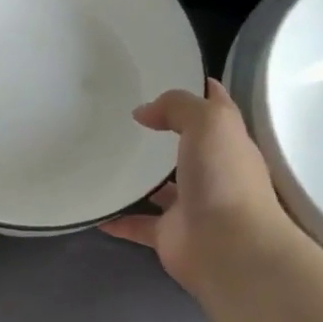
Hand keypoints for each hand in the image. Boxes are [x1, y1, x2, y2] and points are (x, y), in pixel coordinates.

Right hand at [102, 80, 301, 295]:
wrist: (229, 248)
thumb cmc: (224, 177)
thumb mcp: (209, 122)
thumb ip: (178, 106)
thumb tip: (145, 113)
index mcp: (227, 143)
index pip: (215, 107)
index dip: (197, 89)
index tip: (165, 73)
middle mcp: (212, 172)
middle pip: (185, 146)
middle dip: (160, 133)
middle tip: (120, 115)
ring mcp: (190, 205)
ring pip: (160, 187)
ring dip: (138, 177)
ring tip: (100, 156)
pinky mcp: (168, 235)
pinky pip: (137, 223)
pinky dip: (117, 217)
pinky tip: (94, 206)